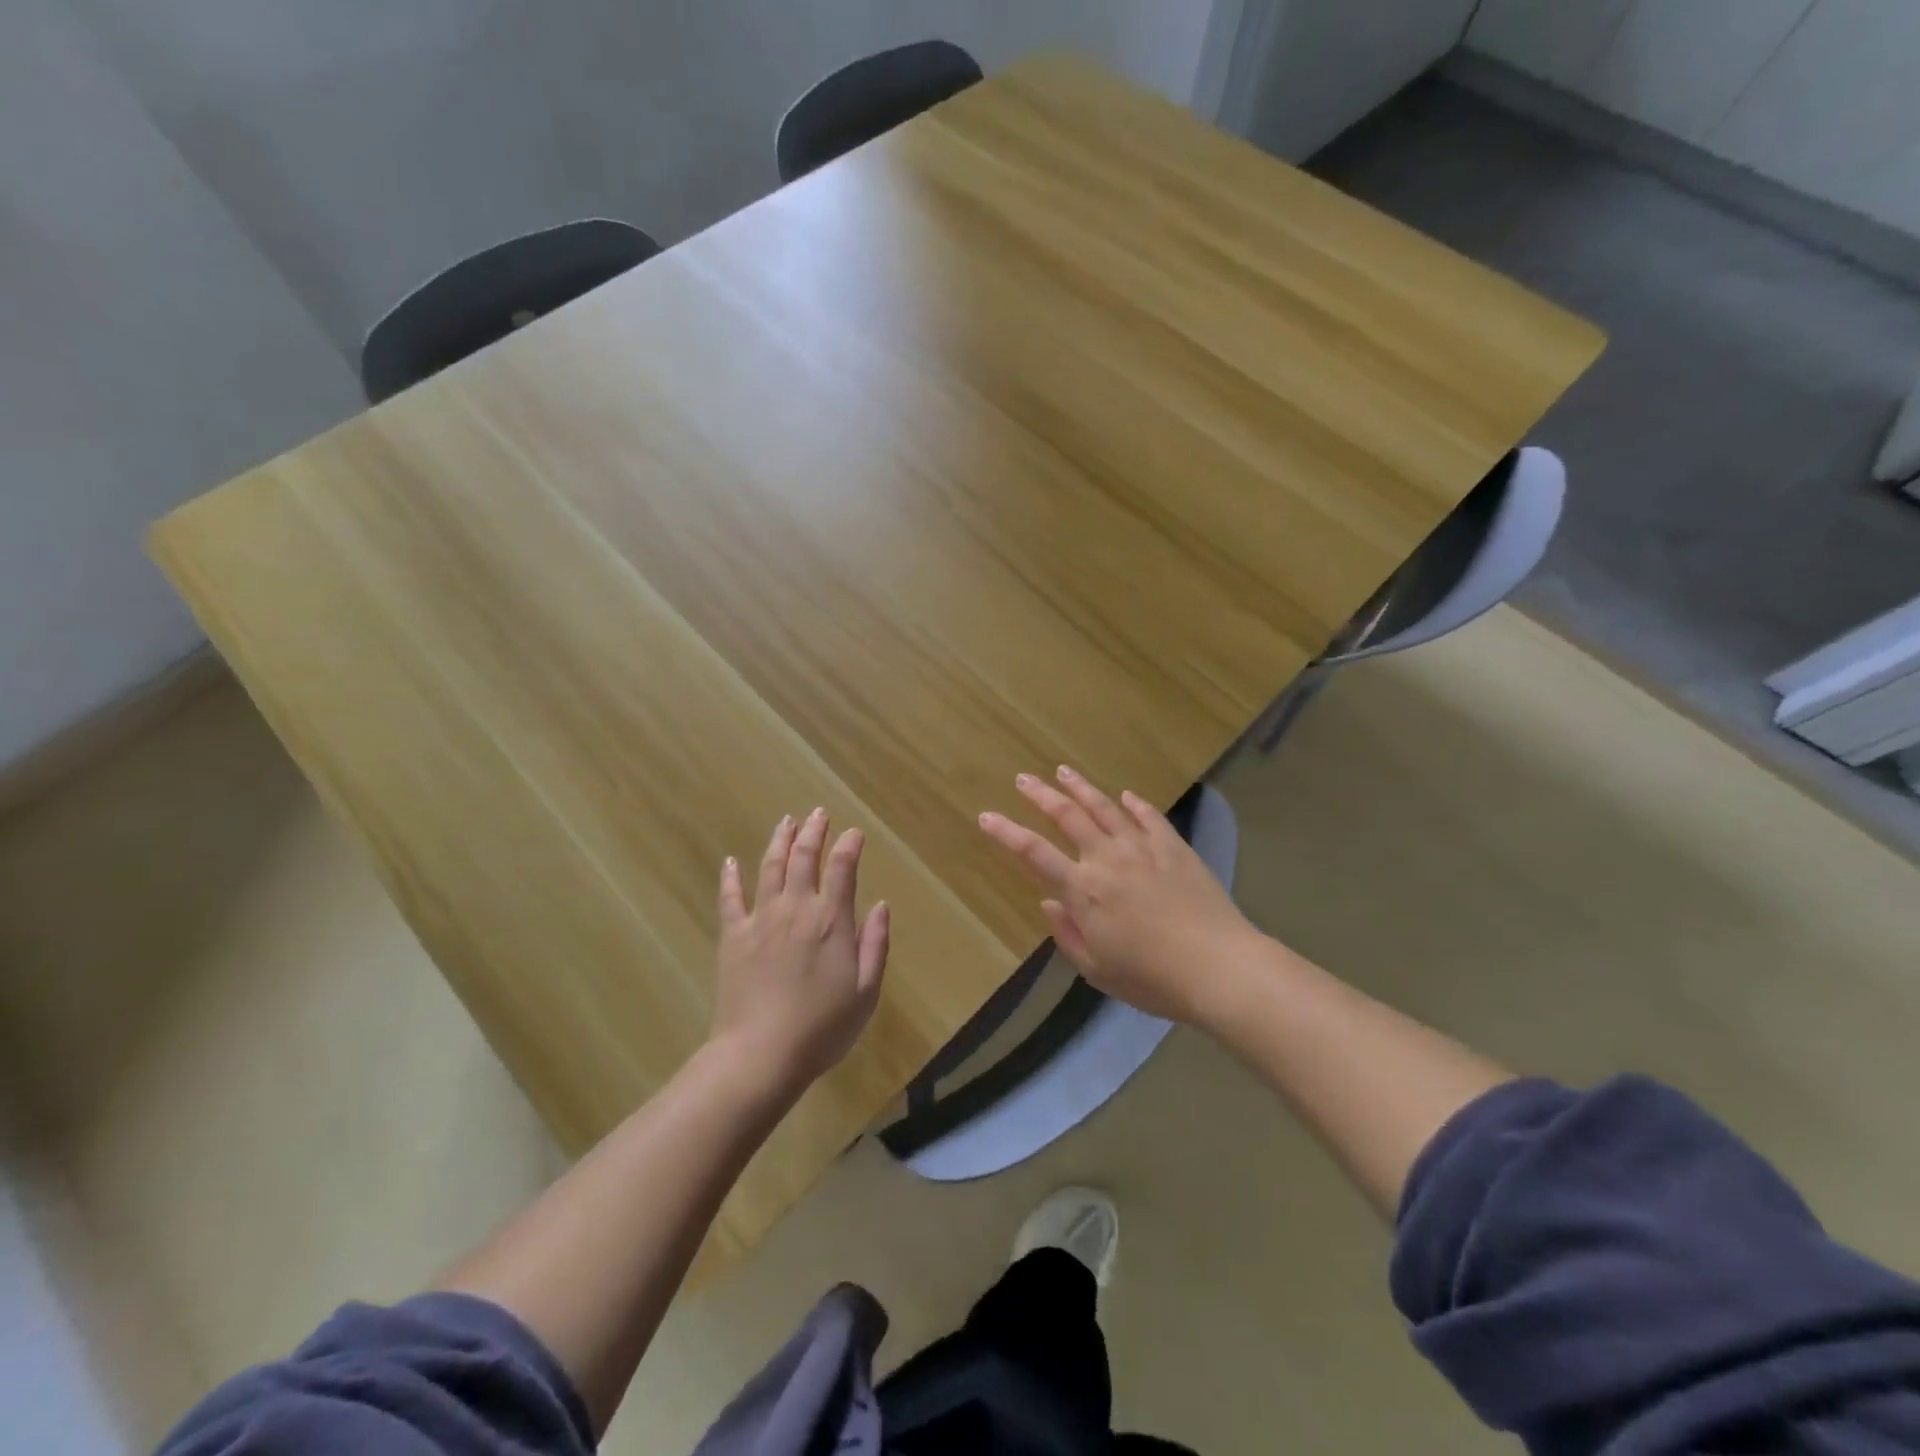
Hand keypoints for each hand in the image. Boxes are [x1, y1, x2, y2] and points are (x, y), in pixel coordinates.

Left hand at [711, 808, 889, 1092]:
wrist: (761, 1054)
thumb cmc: (822, 1027)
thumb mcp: (866, 991)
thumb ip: (875, 943)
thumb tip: (882, 904)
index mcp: (831, 920)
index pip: (843, 868)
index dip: (849, 845)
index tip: (855, 833)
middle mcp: (796, 908)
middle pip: (804, 857)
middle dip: (813, 831)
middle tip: (818, 813)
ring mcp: (761, 919)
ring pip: (770, 867)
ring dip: (780, 840)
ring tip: (786, 821)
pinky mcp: (733, 936)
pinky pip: (730, 898)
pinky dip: (731, 877)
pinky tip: (731, 861)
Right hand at [978, 767, 1257, 1025]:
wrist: (1218, 966)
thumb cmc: (1152, 979)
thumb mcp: (1098, 969)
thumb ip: (1067, 934)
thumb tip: (1048, 904)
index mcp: (1084, 891)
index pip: (1034, 853)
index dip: (1006, 833)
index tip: (986, 815)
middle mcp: (1107, 860)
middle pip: (1068, 817)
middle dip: (1041, 796)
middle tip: (1024, 779)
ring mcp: (1143, 849)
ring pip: (1105, 808)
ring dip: (1081, 788)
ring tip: (1063, 771)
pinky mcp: (1175, 848)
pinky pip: (1150, 818)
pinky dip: (1135, 804)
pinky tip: (1126, 795)